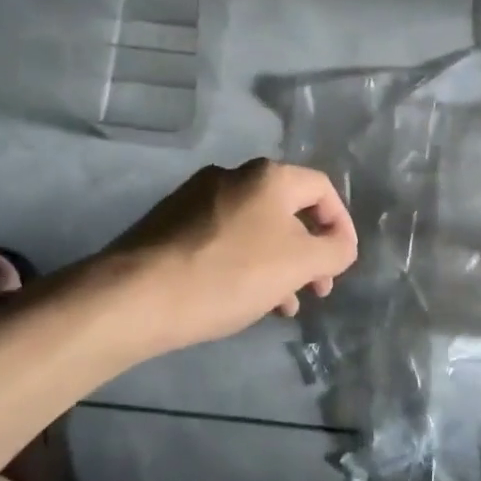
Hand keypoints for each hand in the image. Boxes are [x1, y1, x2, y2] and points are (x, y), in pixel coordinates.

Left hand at [105, 159, 358, 354]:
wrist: (138, 295)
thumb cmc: (230, 274)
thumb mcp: (298, 264)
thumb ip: (333, 251)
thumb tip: (339, 245)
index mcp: (267, 176)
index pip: (322, 189)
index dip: (341, 225)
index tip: (342, 264)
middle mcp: (231, 176)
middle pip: (287, 210)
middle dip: (309, 252)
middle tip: (316, 289)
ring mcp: (196, 198)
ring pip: (254, 229)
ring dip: (277, 264)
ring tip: (282, 305)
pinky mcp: (170, 224)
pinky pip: (223, 239)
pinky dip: (244, 264)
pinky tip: (243, 299)